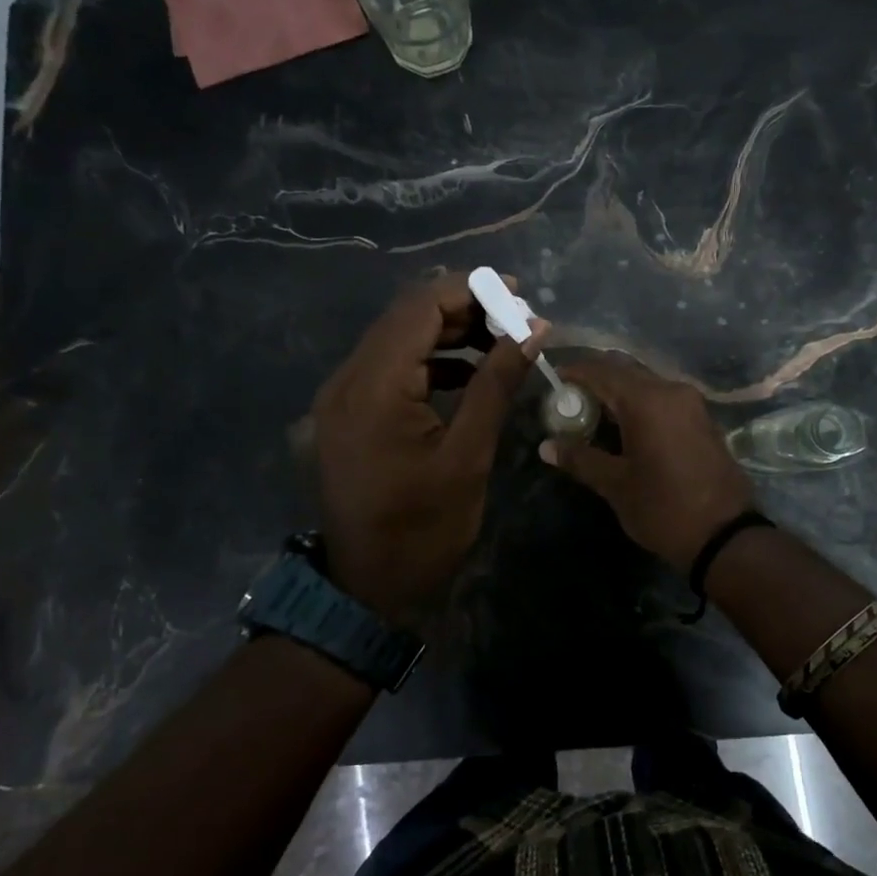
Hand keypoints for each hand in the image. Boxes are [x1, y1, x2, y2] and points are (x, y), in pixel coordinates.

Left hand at [313, 273, 542, 626]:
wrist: (369, 585)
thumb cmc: (424, 527)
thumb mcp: (469, 455)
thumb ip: (497, 383)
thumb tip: (533, 328)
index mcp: (374, 386)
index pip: (420, 307)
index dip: (470, 289)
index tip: (517, 292)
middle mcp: (348, 379)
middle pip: (406, 317)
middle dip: (463, 308)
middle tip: (515, 318)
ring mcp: (343, 395)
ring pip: (398, 339)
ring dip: (448, 333)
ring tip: (500, 341)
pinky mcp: (349, 412)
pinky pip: (391, 367)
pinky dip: (431, 361)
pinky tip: (469, 373)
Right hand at [539, 357, 755, 570]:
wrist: (725, 535)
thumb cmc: (664, 508)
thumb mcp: (616, 485)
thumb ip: (580, 459)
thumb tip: (546, 446)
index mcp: (647, 400)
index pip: (601, 371)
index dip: (574, 372)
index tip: (553, 382)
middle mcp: (671, 391)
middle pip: (625, 371)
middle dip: (596, 381)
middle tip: (570, 402)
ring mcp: (691, 404)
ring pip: (646, 384)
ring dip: (619, 393)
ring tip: (593, 416)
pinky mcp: (702, 420)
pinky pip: (663, 399)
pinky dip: (640, 405)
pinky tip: (625, 429)